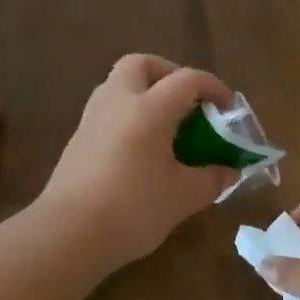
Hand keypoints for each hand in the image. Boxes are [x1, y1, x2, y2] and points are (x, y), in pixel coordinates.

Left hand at [39, 55, 239, 268]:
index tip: (227, 108)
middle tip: (187, 102)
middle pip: (141, 64)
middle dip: (168, 74)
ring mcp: (92, 118)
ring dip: (144, 93)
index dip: (213, 87)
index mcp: (149, 108)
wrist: (68, 234)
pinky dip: (128, 115)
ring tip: (165, 126)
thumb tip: (230, 170)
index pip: (187, 79)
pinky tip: (140, 148)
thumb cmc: (133, 209)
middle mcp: (117, 101)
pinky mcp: (77, 139)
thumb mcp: (184, 196)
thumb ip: (212, 178)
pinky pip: (107, 110)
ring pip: (119, 85)